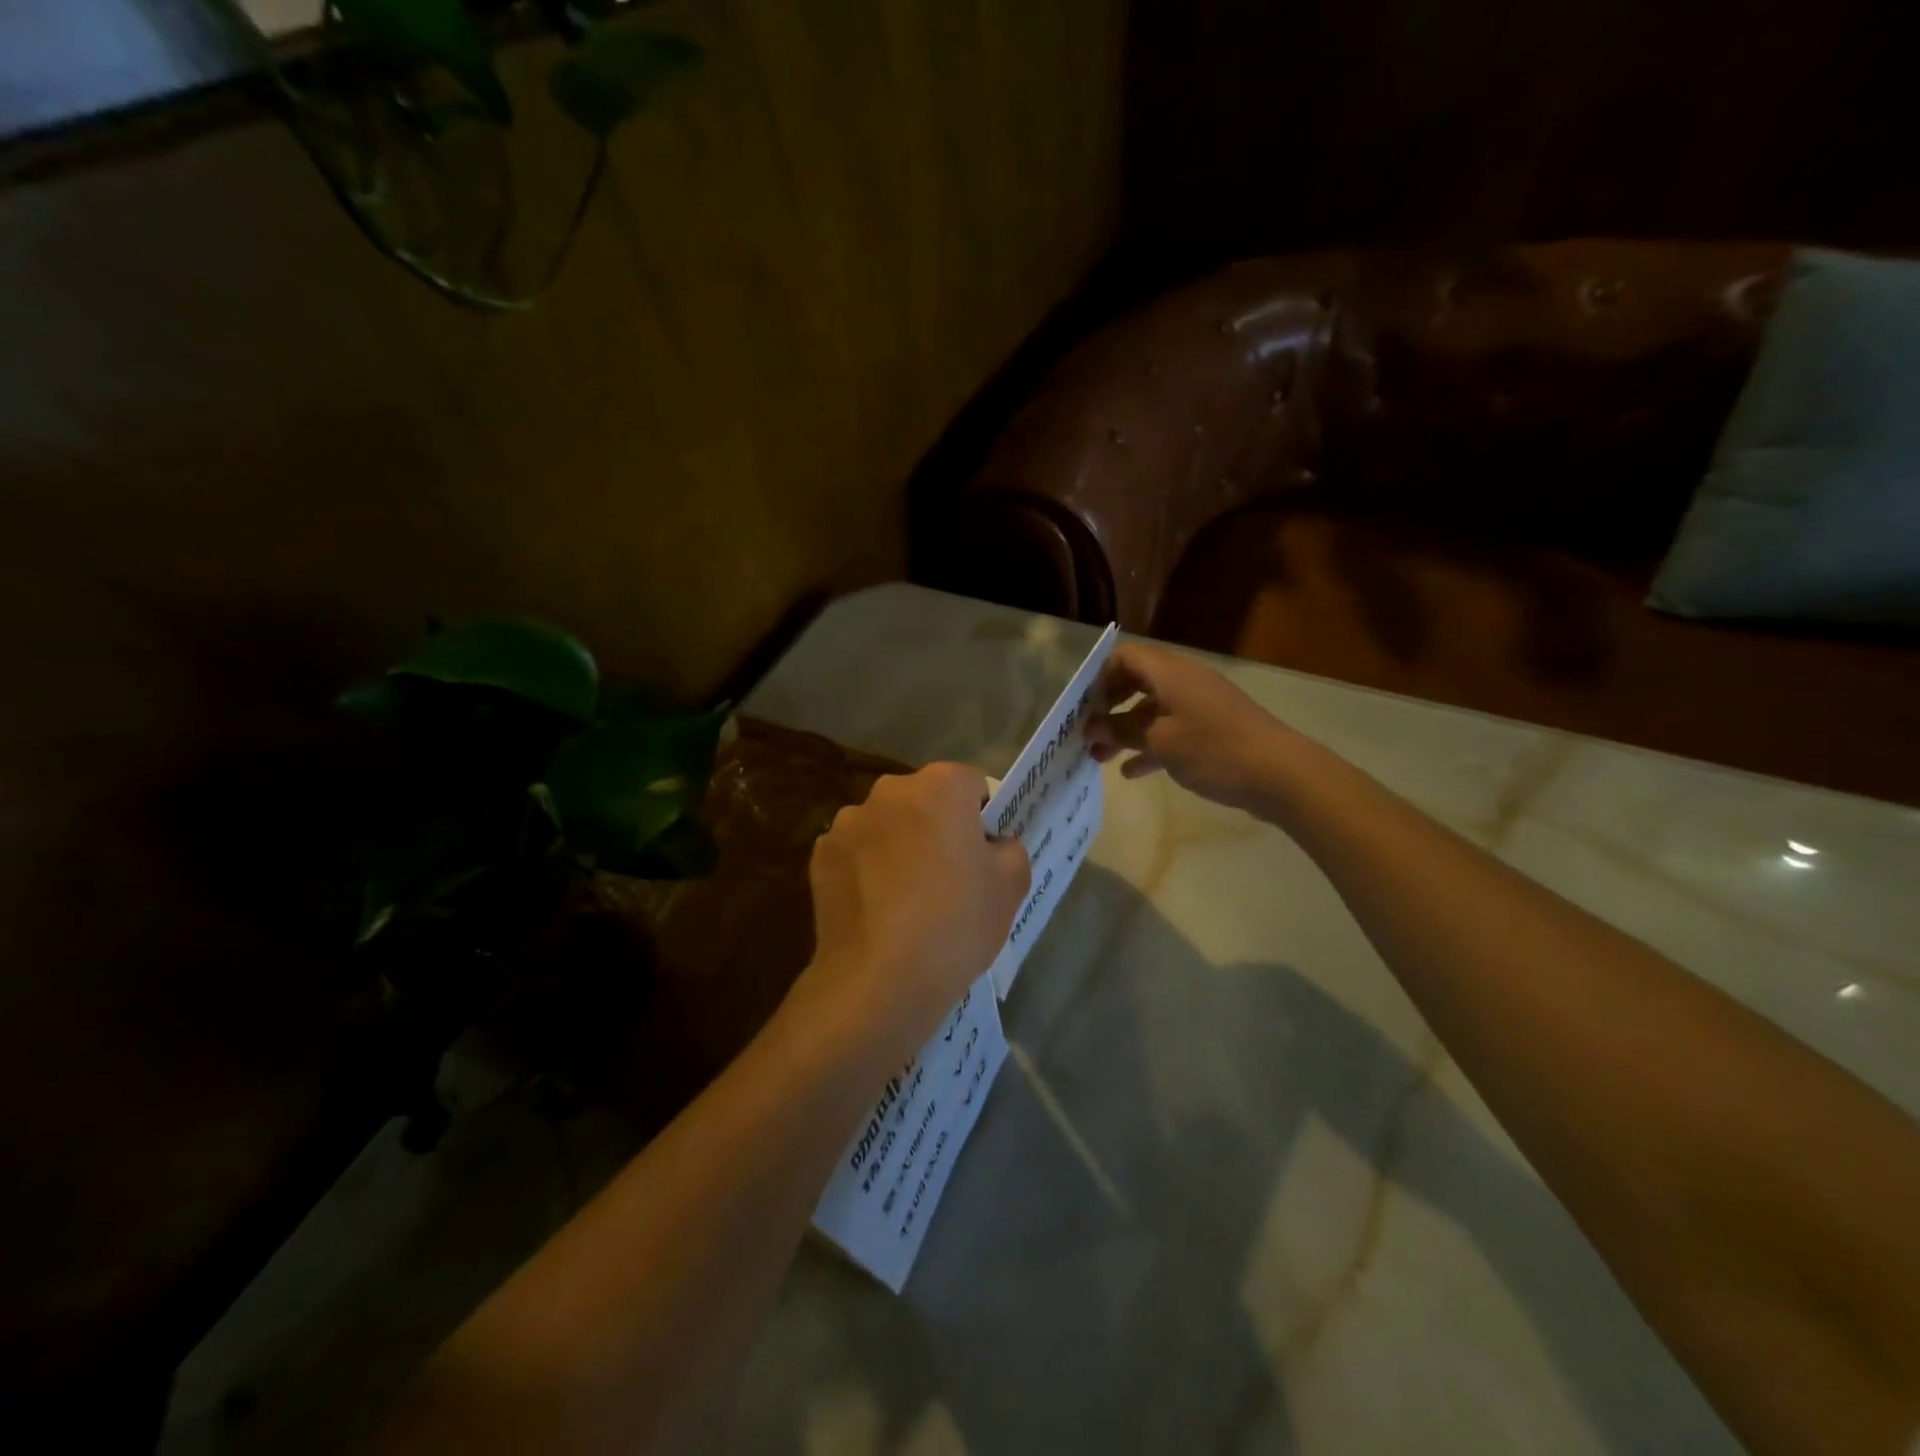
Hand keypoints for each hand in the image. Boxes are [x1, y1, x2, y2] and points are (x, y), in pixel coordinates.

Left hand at [800, 763, 1030, 1058]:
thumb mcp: (1011, 885)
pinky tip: (876, 908)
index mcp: (940, 786)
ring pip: (887, 824)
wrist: (879, 980)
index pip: (971, 784)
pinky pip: (856, 851)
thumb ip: (1009, 847)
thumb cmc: (955, 924)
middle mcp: (890, 790)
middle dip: (937, 825)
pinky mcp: (820, 854)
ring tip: (906, 897)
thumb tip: (990, 843)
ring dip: (898, 844)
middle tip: (948, 876)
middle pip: (925, 799)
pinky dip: (866, 868)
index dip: (982, 816)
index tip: (983, 853)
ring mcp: (848, 821)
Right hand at [1086, 642, 1301, 810]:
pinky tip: (1133, 772)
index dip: (1099, 678)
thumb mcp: (1159, 741)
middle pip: (1136, 682)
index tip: (1083, 709)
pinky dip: (1150, 745)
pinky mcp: (1212, 729)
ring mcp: (1201, 705)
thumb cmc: (1213, 749)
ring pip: (1152, 709)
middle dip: (1109, 708)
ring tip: (1101, 760)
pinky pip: (1171, 729)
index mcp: (1170, 673)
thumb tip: (1090, 728)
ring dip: (1125, 731)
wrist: (1280, 774)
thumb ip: (1120, 731)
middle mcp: (1184, 681)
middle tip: (1088, 734)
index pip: (1125, 657)